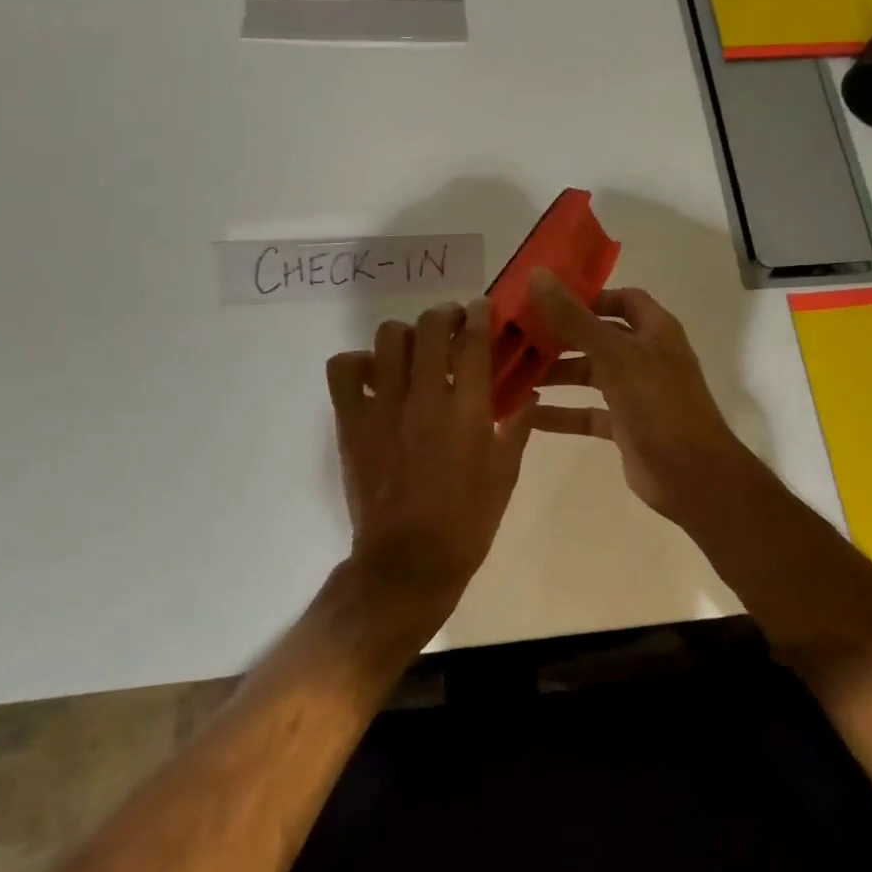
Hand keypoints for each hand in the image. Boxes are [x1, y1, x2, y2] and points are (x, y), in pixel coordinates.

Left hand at [325, 299, 534, 615]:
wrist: (408, 563)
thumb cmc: (466, 522)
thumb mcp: (505, 476)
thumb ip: (516, 428)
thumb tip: (528, 393)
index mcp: (467, 411)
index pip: (473, 341)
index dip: (478, 315)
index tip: (480, 309)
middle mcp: (424, 398)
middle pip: (430, 327)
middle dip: (444, 315)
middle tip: (450, 324)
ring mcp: (383, 408)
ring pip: (388, 339)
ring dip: (406, 335)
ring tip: (413, 349)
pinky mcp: (352, 423)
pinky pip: (343, 370)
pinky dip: (357, 362)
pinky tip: (374, 375)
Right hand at [527, 269, 759, 524]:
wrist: (692, 476)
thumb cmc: (658, 405)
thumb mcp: (614, 356)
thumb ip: (575, 319)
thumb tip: (537, 275)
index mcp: (654, 331)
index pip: (622, 299)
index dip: (589, 296)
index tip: (547, 299)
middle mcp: (646, 356)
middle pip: (598, 337)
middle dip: (560, 337)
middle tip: (517, 336)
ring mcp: (636, 393)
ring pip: (590, 375)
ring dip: (555, 374)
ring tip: (512, 373)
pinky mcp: (624, 426)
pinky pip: (587, 413)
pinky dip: (561, 413)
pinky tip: (526, 414)